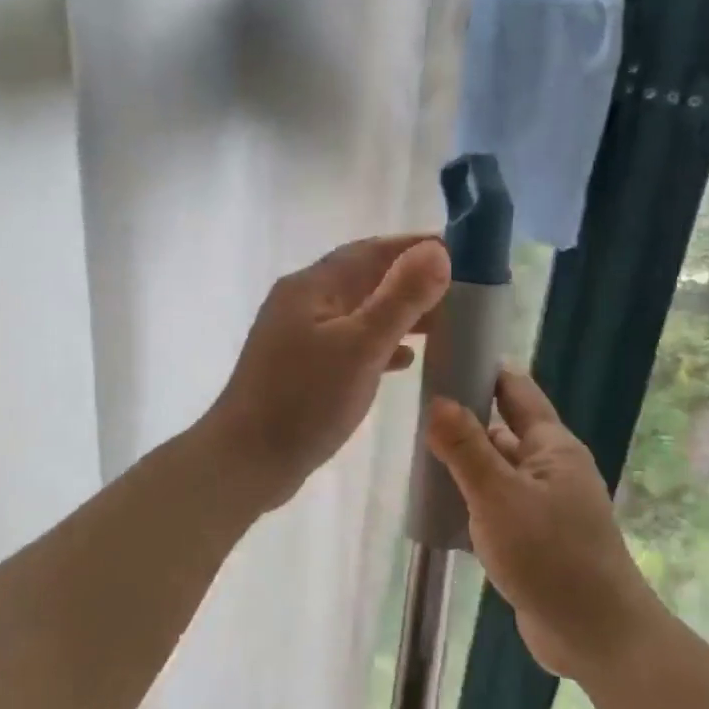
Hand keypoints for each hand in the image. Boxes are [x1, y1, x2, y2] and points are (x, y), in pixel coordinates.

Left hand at [206, 235, 450, 509]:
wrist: (246, 462)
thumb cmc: (304, 401)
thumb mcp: (360, 346)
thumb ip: (401, 298)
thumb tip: (437, 250)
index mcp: (311, 287)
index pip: (370, 251)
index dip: (415, 246)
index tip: (462, 250)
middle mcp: (302, 303)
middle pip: (364, 279)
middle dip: (410, 281)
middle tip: (461, 290)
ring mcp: (298, 338)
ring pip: (358, 313)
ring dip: (398, 313)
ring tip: (443, 322)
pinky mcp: (301, 370)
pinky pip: (349, 344)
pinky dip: (379, 345)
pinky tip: (405, 361)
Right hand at [426, 369, 661, 684]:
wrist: (595, 636)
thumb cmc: (550, 556)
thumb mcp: (499, 497)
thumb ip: (466, 448)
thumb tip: (437, 399)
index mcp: (552, 447)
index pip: (515, 391)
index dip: (483, 370)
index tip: (442, 357)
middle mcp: (551, 468)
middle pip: (503, 428)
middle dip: (465, 416)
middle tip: (413, 405)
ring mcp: (543, 504)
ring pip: (497, 468)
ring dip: (466, 460)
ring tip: (416, 448)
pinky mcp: (534, 537)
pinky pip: (497, 502)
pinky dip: (471, 496)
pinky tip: (439, 501)